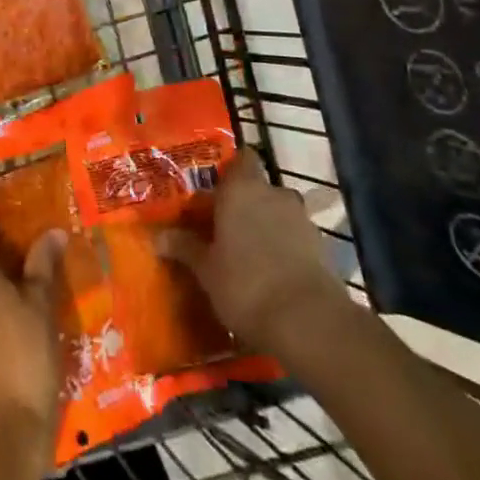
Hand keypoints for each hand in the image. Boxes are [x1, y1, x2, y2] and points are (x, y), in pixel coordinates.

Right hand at [157, 150, 343, 353]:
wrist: (308, 322)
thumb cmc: (245, 284)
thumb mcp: (206, 269)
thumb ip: (184, 247)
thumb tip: (158, 237)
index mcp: (242, 188)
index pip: (242, 158)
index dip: (231, 170)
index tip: (216, 189)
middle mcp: (274, 193)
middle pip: (259, 188)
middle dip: (245, 204)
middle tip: (225, 227)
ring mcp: (302, 219)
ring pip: (279, 213)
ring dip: (267, 226)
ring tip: (249, 254)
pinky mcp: (321, 247)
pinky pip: (296, 237)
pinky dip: (286, 248)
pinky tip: (273, 274)